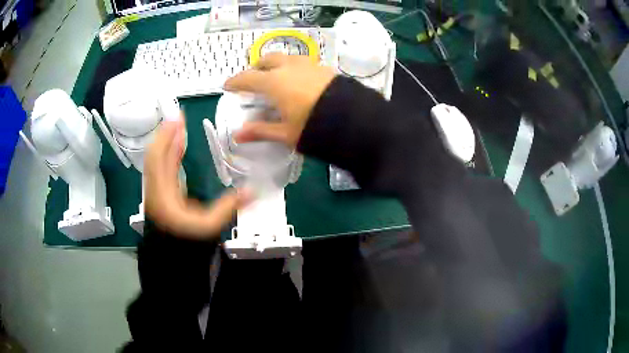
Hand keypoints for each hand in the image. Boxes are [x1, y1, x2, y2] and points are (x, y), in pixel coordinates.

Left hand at [144, 114, 250, 238]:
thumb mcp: (209, 226)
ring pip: (159, 159)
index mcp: (162, 193)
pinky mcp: (162, 192)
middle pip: (156, 154)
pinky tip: (179, 147)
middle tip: (179, 117)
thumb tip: (251, 191)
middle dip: (167, 134)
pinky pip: (164, 167)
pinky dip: (170, 153)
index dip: (166, 137)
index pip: (158, 157)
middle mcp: (156, 188)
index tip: (176, 120)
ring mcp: (158, 190)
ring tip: (180, 127)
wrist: (171, 256)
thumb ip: (228, 207)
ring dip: (168, 141)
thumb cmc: (186, 242)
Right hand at [224, 53, 335, 146]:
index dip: (235, 82)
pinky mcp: (323, 67)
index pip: (247, 78)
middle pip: (266, 60)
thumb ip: (260, 131)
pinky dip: (292, 67)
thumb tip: (237, 136)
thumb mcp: (285, 133)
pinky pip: (301, 62)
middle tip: (253, 79)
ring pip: (285, 58)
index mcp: (274, 82)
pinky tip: (297, 79)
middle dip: (256, 68)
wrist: (353, 119)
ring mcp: (307, 64)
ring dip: (275, 64)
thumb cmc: (314, 127)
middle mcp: (288, 67)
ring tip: (275, 76)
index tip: (227, 86)